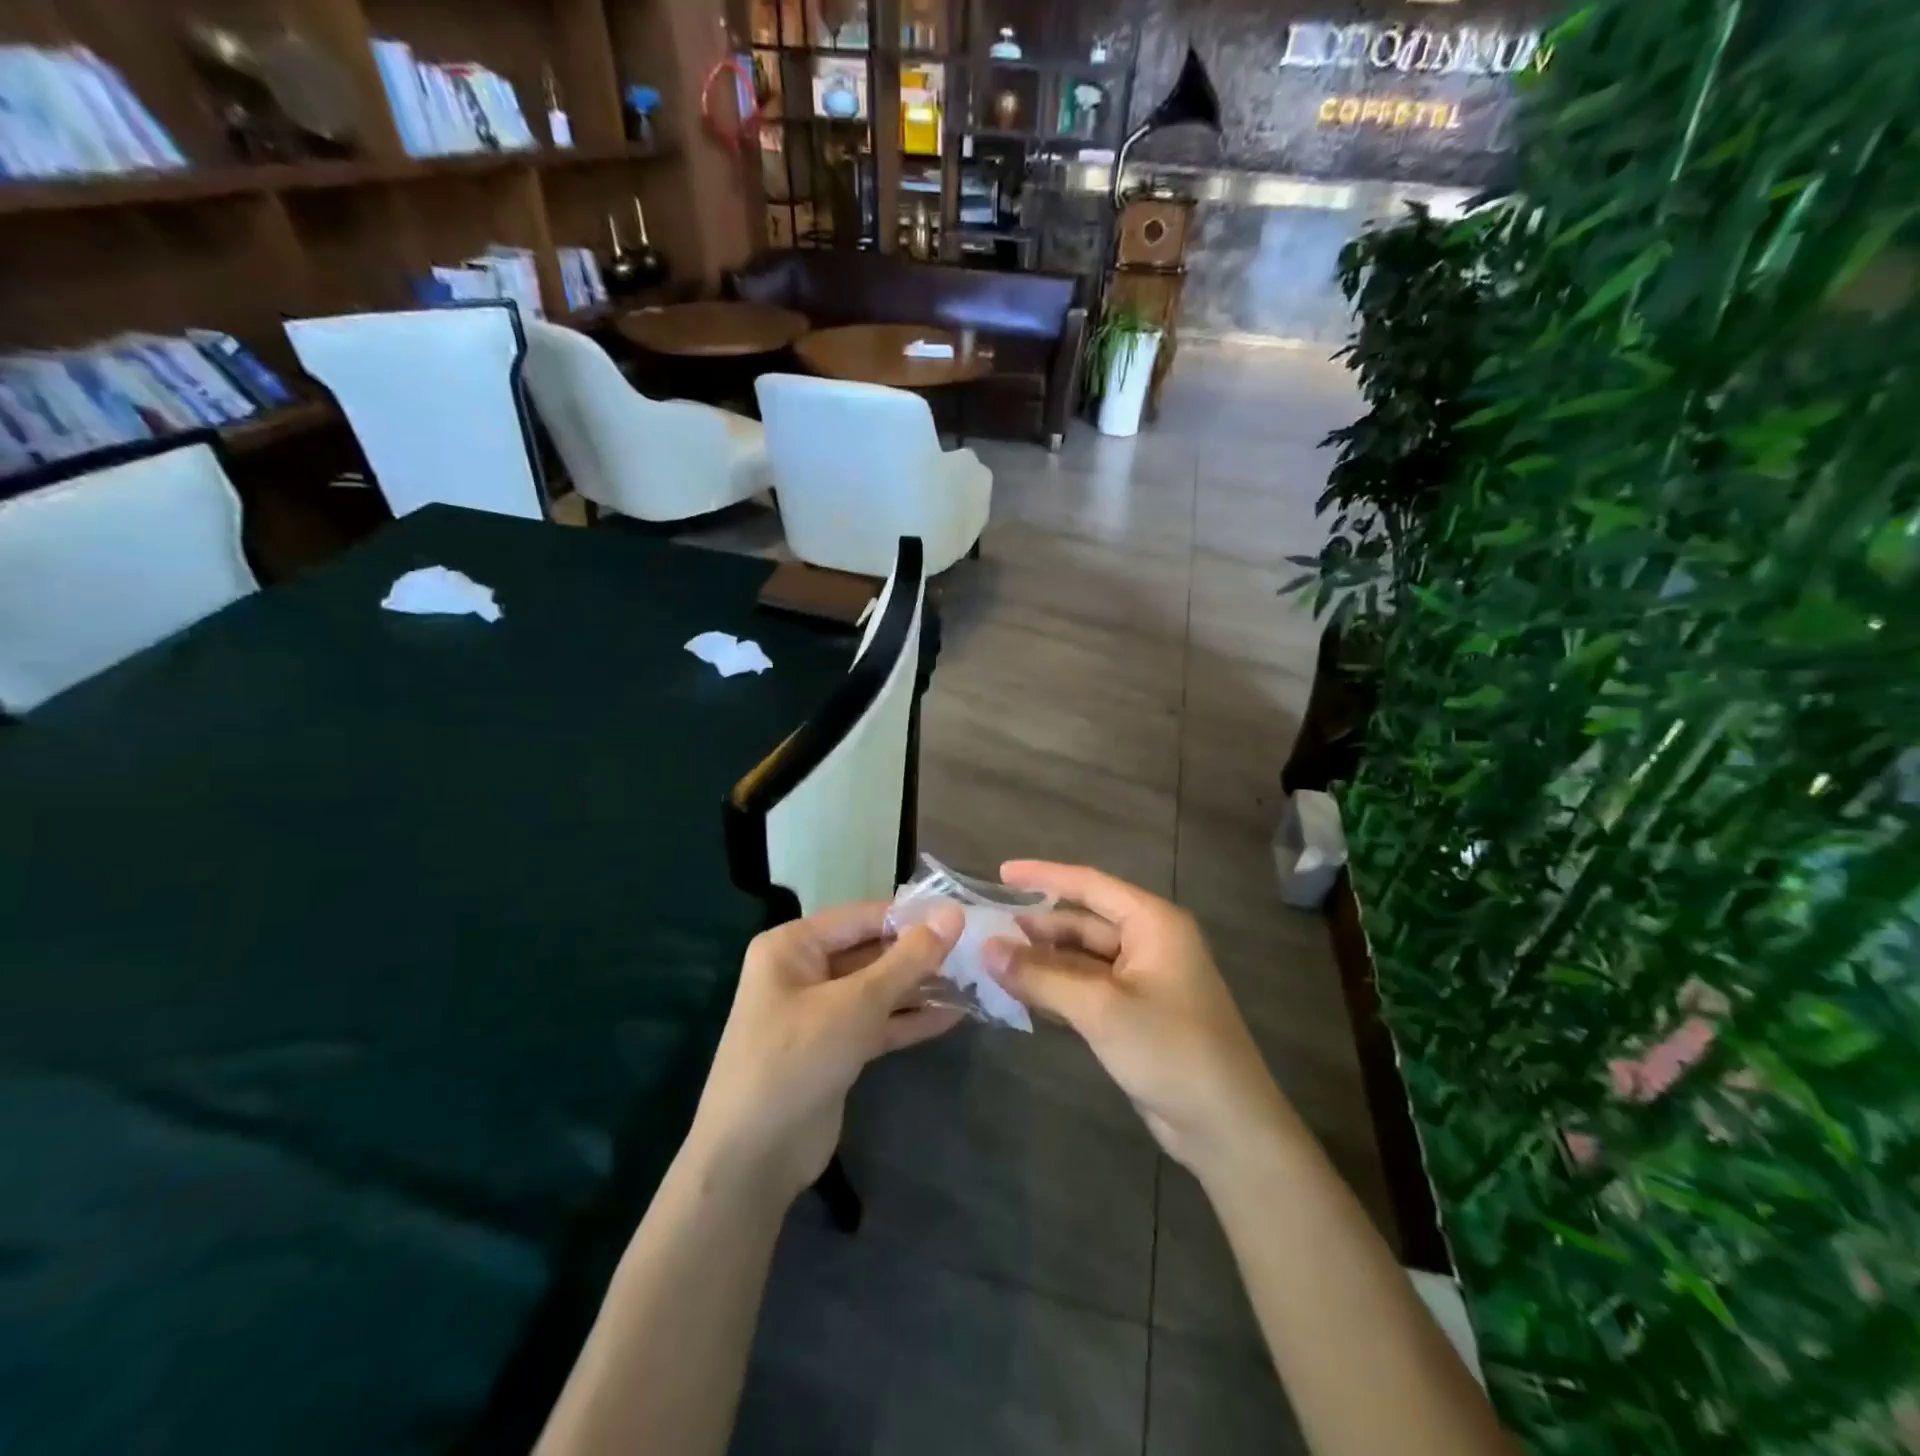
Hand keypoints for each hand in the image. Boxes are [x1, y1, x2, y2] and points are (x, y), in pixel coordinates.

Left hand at [686, 901, 964, 1202]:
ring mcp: (818, 1012)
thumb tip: (954, 913)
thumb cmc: (798, 1059)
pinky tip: (953, 1015)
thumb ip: (909, 960)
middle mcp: (803, 970)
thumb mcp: (857, 1003)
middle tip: (974, 951)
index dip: (912, 916)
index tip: (963, 916)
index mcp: (793, 945)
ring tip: (973, 980)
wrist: (752, 1159)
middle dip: (919, 954)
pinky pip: (876, 1023)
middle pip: (870, 951)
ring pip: (877, 989)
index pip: (862, 916)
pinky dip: (909, 1020)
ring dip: (919, 988)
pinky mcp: (833, 1049)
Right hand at [982, 861, 1290, 1182]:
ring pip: (1082, 957)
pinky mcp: (1135, 1013)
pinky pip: (1088, 987)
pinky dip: (1056, 987)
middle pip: (1083, 921)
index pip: (1090, 885)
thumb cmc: (1170, 1050)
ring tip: (994, 958)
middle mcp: (1149, 942)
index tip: (1001, 873)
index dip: (1044, 876)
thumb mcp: (1100, 1008)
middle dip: (1037, 925)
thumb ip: (1041, 976)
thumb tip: (985, 950)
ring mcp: (1143, 980)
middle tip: (986, 928)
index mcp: (1153, 923)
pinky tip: (1021, 991)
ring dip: (1043, 959)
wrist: (1226, 1127)